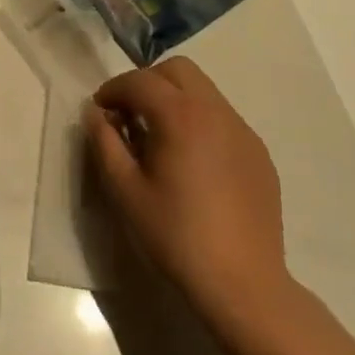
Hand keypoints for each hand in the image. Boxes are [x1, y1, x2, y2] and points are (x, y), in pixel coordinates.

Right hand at [85, 57, 291, 327]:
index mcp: (180, 116)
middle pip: (178, 70)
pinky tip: (192, 162)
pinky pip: (223, 118)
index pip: (140, 81)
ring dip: (175, 99)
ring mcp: (243, 131)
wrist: (243, 284)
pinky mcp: (259, 154)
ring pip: (204, 91)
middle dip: (148, 83)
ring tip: (160, 139)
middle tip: (130, 116)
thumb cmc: (175, 236)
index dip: (113, 90)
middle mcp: (216, 111)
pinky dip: (200, 122)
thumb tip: (95, 114)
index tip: (99, 112)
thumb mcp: (125, 191)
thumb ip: (104, 143)